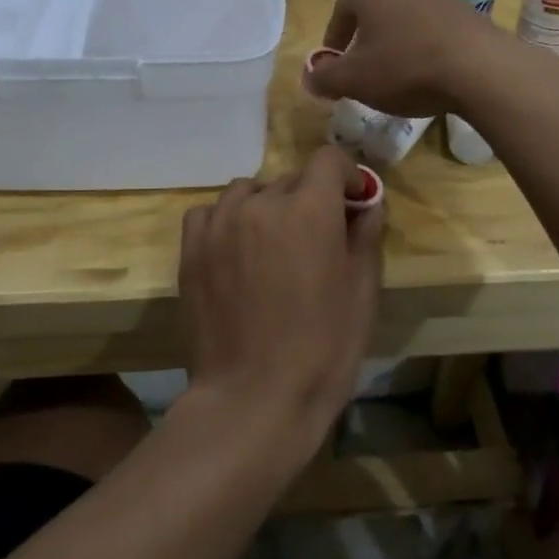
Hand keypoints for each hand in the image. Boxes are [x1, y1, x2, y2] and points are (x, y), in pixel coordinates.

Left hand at [175, 146, 384, 465]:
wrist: (254, 399)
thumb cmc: (323, 348)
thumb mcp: (362, 292)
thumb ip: (365, 235)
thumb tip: (367, 204)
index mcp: (309, 208)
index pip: (328, 159)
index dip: (346, 176)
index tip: (353, 203)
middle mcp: (262, 203)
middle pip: (291, 178)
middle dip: (311, 199)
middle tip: (318, 238)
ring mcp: (221, 224)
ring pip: (249, 191)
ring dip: (267, 205)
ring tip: (274, 244)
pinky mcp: (192, 248)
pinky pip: (210, 212)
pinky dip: (227, 219)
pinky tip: (237, 249)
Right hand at [304, 0, 508, 117]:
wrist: (479, 68)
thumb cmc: (405, 68)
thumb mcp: (354, 80)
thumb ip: (325, 77)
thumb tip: (310, 77)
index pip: (341, 9)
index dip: (334, 39)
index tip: (335, 66)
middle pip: (374, 10)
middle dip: (365, 39)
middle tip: (363, 70)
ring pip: (404, 18)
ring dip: (395, 42)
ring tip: (396, 74)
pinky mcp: (465, 11)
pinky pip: (432, 28)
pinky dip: (423, 46)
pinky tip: (428, 72)